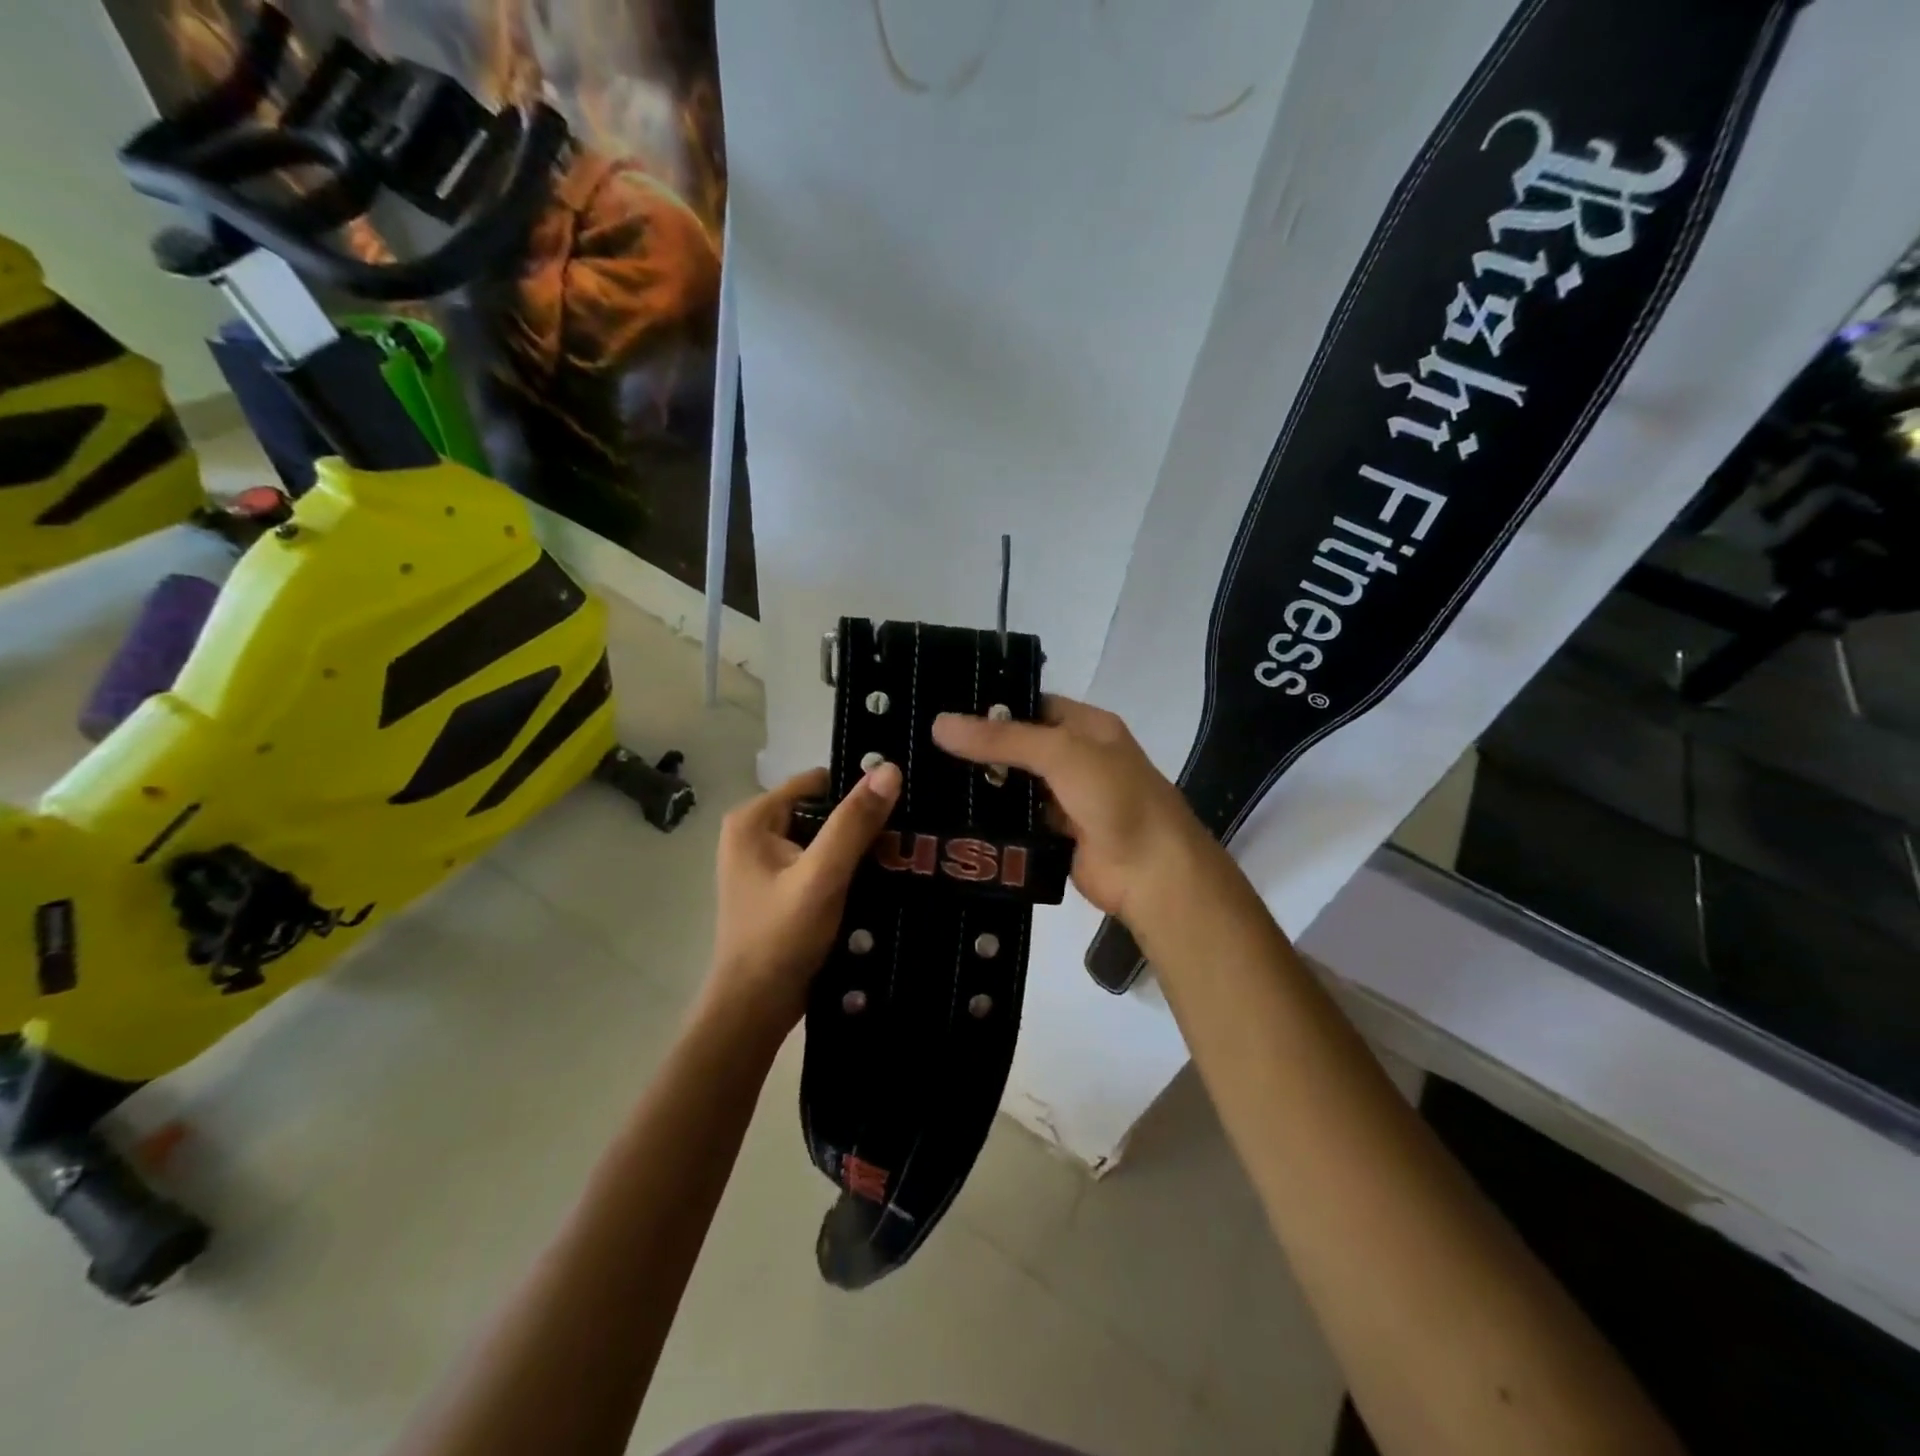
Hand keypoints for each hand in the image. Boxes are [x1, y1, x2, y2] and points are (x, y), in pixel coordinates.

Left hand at [708, 762, 901, 1034]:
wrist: (755, 1008)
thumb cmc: (781, 937)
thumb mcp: (822, 876)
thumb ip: (854, 823)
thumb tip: (890, 769)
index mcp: (753, 819)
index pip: (818, 783)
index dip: (857, 792)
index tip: (900, 807)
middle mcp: (754, 833)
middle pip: (822, 810)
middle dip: (860, 824)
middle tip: (905, 838)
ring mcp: (765, 863)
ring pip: (824, 839)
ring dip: (857, 849)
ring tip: (900, 858)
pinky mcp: (779, 888)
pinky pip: (820, 863)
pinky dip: (846, 870)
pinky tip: (878, 881)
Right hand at [932, 696, 1207, 921]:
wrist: (1153, 874)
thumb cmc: (1116, 798)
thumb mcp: (1062, 753)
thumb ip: (1003, 739)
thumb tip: (940, 723)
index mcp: (1089, 727)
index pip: (1034, 705)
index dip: (993, 706)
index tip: (943, 709)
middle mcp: (1078, 759)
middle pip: (1021, 746)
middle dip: (981, 748)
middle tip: (923, 745)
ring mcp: (1068, 800)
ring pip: (1017, 786)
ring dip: (983, 785)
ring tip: (925, 778)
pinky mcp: (1056, 837)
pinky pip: (1018, 821)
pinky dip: (993, 820)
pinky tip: (952, 816)